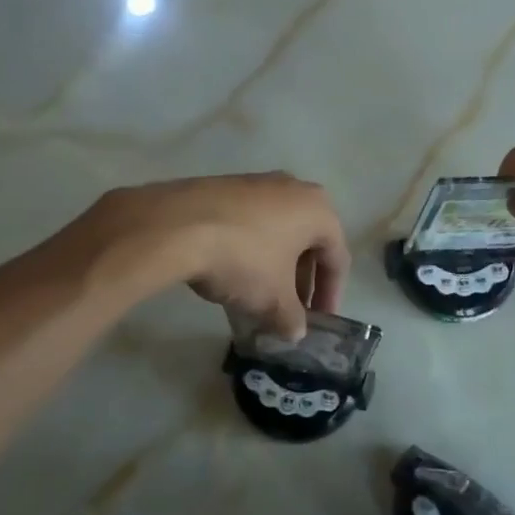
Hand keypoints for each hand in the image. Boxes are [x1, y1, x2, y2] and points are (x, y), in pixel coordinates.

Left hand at [74, 172, 349, 339]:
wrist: (176, 225)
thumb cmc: (243, 259)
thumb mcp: (273, 300)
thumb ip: (292, 318)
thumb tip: (295, 331)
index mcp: (318, 210)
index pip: (337, 258)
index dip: (331, 295)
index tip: (320, 322)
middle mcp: (294, 188)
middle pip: (308, 242)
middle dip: (301, 280)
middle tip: (291, 310)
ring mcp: (257, 183)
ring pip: (278, 231)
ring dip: (275, 266)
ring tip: (260, 297)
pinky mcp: (225, 186)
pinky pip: (250, 223)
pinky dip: (250, 250)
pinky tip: (232, 275)